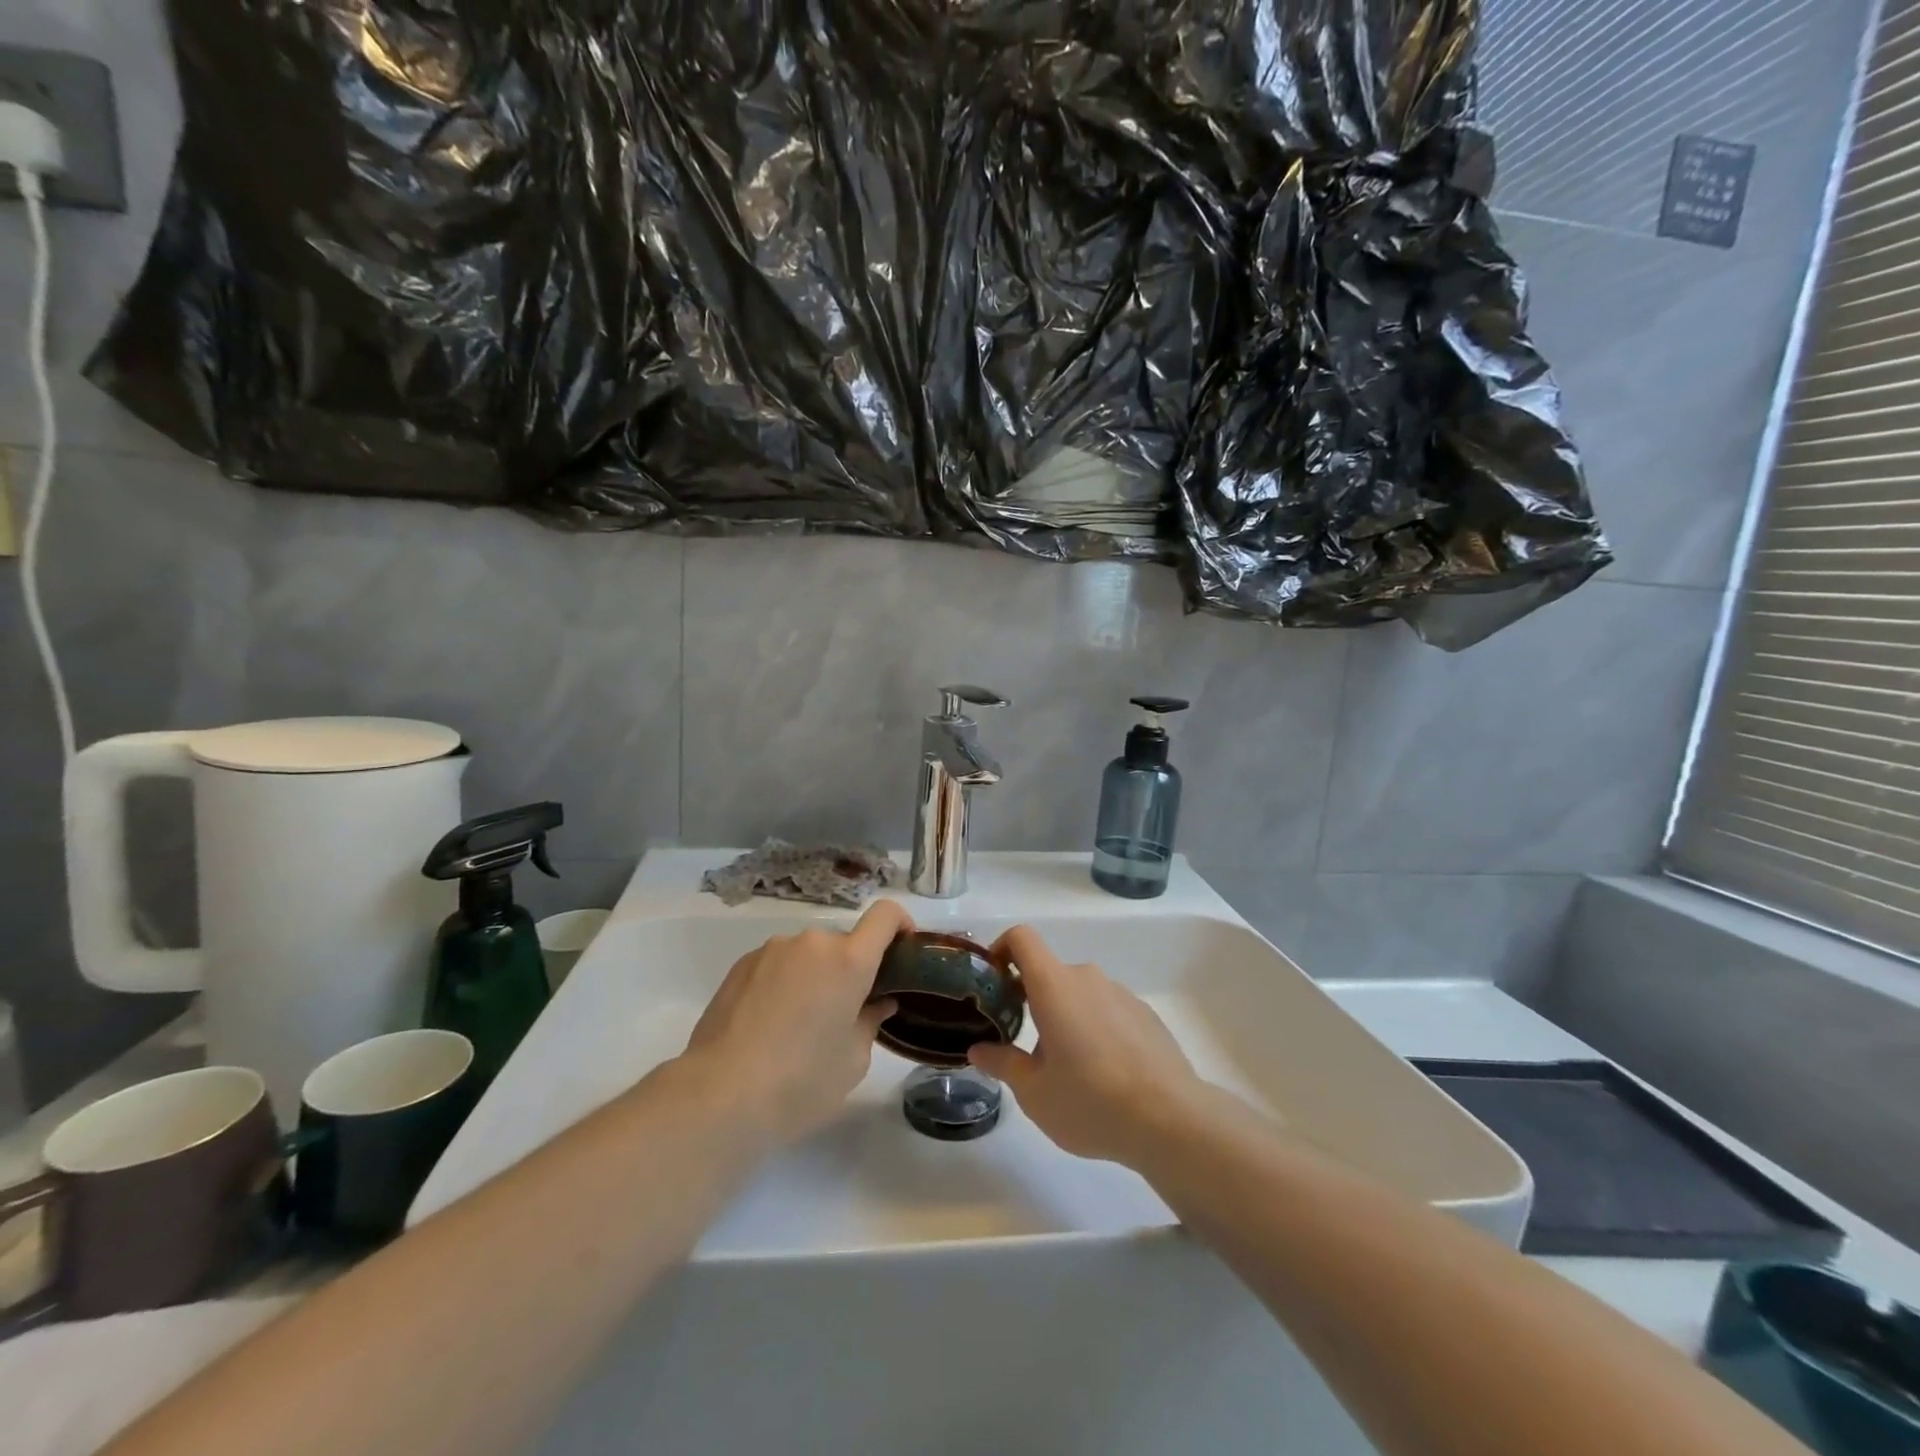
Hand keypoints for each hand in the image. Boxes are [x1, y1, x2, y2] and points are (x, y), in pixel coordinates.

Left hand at [682, 899, 908, 1143]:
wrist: (719, 1094)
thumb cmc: (800, 1081)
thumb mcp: (853, 1061)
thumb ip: (870, 1022)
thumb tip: (876, 1004)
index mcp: (849, 961)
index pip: (886, 915)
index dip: (900, 924)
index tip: (902, 950)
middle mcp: (812, 944)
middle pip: (843, 944)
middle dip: (849, 970)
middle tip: (843, 1013)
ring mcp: (772, 950)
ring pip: (807, 955)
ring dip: (813, 977)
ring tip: (798, 1026)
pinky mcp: (740, 965)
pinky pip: (777, 965)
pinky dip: (783, 984)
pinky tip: (768, 1026)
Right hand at [968, 924, 1205, 1167]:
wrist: (1172, 1119)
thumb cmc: (1091, 1101)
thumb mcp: (1034, 1092)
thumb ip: (1002, 1064)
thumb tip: (978, 1049)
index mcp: (1054, 986)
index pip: (1022, 938)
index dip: (1001, 948)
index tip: (993, 981)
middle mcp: (1087, 978)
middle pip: (1049, 973)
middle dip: (1031, 1000)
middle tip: (1022, 1045)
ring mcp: (1121, 994)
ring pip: (1079, 995)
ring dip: (1065, 1018)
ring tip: (1067, 1070)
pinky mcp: (1145, 1015)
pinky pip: (1107, 1010)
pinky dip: (1095, 1029)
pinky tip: (1104, 1075)